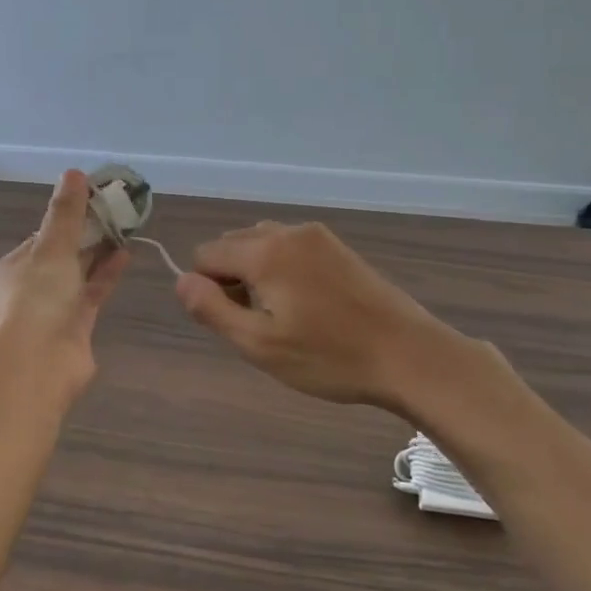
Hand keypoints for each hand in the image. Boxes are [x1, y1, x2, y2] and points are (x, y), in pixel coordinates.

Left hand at [0, 171, 129, 401]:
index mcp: (0, 273)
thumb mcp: (49, 248)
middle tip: (113, 214)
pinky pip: (90, 297)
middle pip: (55, 260)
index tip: (89, 205)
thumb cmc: (32, 300)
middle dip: (83, 239)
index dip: (61, 223)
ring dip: (97, 256)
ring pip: (74, 279)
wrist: (35, 367)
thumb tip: (73, 173)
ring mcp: (45, 316)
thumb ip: (65, 213)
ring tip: (125, 230)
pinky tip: (125, 256)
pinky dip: (105, 277)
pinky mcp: (71, 333)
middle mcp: (19, 294)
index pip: (34, 241)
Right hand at [175, 220, 492, 415]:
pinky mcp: (338, 246)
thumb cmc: (329, 357)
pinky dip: (283, 268)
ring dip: (257, 272)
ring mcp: (316, 236)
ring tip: (285, 314)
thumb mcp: (259, 344)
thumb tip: (180, 280)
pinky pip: (289, 247)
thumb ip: (211, 309)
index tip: (237, 321)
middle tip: (261, 323)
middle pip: (232, 245)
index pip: (205, 255)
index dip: (208, 290)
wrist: (409, 355)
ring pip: (260, 243)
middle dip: (231, 278)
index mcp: (263, 252)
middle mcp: (287, 232)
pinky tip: (309, 304)